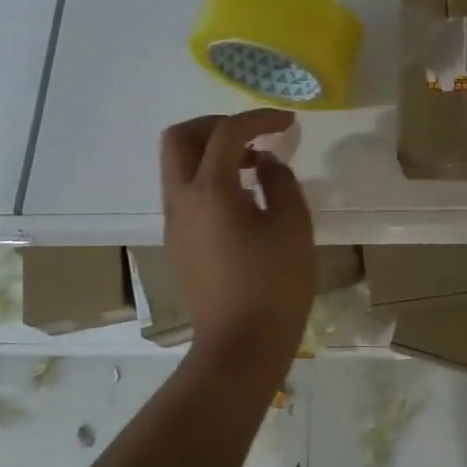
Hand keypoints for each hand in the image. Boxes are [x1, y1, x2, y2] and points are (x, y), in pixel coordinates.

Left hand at [159, 109, 315, 381]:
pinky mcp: (177, 243)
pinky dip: (207, 178)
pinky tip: (242, 199)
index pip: (226, 133)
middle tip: (251, 135)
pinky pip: (184, 192)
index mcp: (210, 191)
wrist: (239, 348)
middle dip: (215, 125)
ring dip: (210, 152)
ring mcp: (174, 223)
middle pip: (179, 138)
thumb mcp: (293, 225)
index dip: (258, 118)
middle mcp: (181, 200)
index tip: (287, 123)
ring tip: (253, 166)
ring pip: (177, 165)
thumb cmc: (274, 285)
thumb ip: (280, 181)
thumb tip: (264, 163)